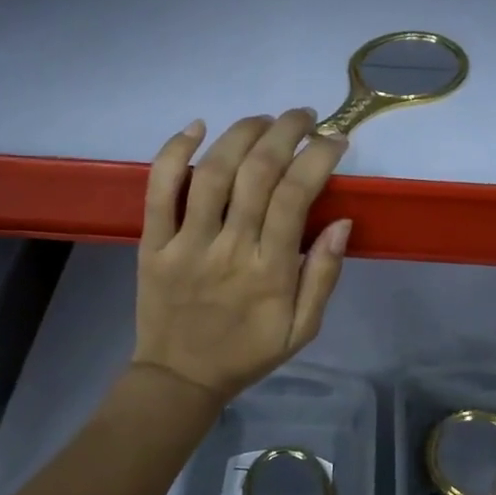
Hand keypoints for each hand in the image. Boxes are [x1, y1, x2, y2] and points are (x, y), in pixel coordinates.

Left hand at [133, 110, 350, 404]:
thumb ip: (324, 276)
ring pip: (213, 171)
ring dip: (242, 133)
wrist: (180, 377)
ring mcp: (186, 243)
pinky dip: (174, 152)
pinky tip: (196, 126)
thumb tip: (342, 223)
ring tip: (265, 119)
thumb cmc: (248, 351)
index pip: (296, 196)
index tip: (335, 140)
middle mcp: (229, 248)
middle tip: (305, 117)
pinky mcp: (153, 242)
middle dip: (286, 132)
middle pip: (257, 172)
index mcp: (270, 271)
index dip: (318, 157)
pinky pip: (158, 190)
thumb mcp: (303, 329)